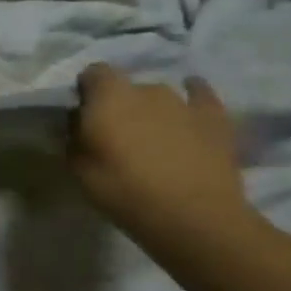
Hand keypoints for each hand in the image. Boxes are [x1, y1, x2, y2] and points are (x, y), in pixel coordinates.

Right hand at [70, 64, 258, 252]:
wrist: (193, 217)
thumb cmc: (123, 189)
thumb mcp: (77, 166)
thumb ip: (74, 136)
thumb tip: (79, 124)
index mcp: (108, 96)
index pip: (93, 72)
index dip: (88, 90)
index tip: (84, 113)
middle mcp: (146, 89)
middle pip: (128, 86)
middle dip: (120, 103)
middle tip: (118, 132)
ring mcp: (184, 103)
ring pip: (161, 95)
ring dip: (152, 109)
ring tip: (153, 135)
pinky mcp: (216, 120)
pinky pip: (202, 96)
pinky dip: (194, 97)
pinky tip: (189, 108)